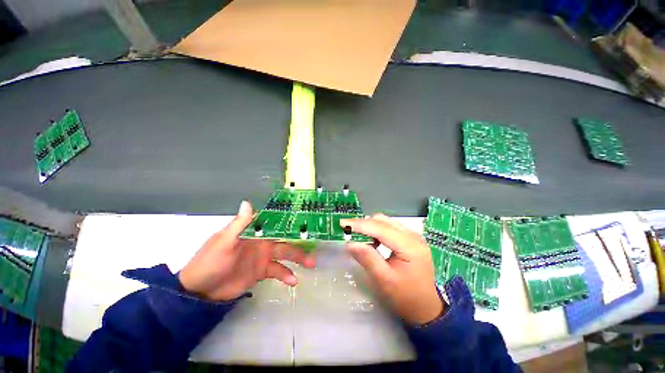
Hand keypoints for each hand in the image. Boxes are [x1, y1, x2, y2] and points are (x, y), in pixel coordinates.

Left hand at [179, 201, 315, 300]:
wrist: (201, 291)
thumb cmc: (210, 262)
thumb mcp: (223, 242)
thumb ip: (239, 224)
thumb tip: (248, 202)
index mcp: (254, 232)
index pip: (275, 223)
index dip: (290, 221)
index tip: (306, 219)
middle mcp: (262, 242)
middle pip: (285, 239)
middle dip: (299, 241)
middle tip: (314, 244)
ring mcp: (263, 257)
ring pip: (285, 254)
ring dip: (298, 258)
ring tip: (311, 263)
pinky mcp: (262, 271)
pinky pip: (278, 271)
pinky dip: (286, 275)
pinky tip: (294, 280)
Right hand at [340, 214, 444, 324]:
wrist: (426, 308)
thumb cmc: (406, 297)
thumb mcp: (384, 280)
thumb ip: (367, 258)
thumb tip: (349, 242)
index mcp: (409, 246)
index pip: (380, 228)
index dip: (359, 225)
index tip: (342, 223)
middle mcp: (413, 235)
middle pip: (383, 221)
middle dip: (363, 224)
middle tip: (348, 232)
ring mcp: (413, 236)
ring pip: (385, 222)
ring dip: (370, 226)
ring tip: (358, 237)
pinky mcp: (410, 238)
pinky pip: (389, 227)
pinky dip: (377, 230)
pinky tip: (372, 241)